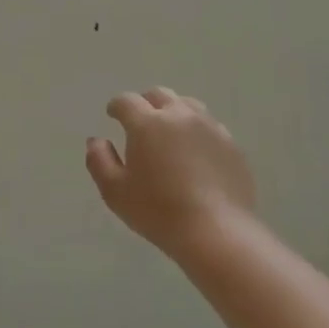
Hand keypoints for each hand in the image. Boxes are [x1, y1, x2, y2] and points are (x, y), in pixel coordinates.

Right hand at [87, 88, 255, 252]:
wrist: (216, 232)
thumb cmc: (158, 211)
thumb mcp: (114, 191)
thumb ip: (99, 160)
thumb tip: (96, 141)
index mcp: (147, 123)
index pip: (127, 101)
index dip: (116, 106)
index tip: (112, 115)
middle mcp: (179, 116)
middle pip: (159, 95)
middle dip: (145, 103)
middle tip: (139, 121)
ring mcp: (210, 128)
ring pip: (188, 105)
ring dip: (173, 112)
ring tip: (169, 132)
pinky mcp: (232, 145)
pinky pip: (210, 127)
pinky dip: (197, 131)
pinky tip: (195, 152)